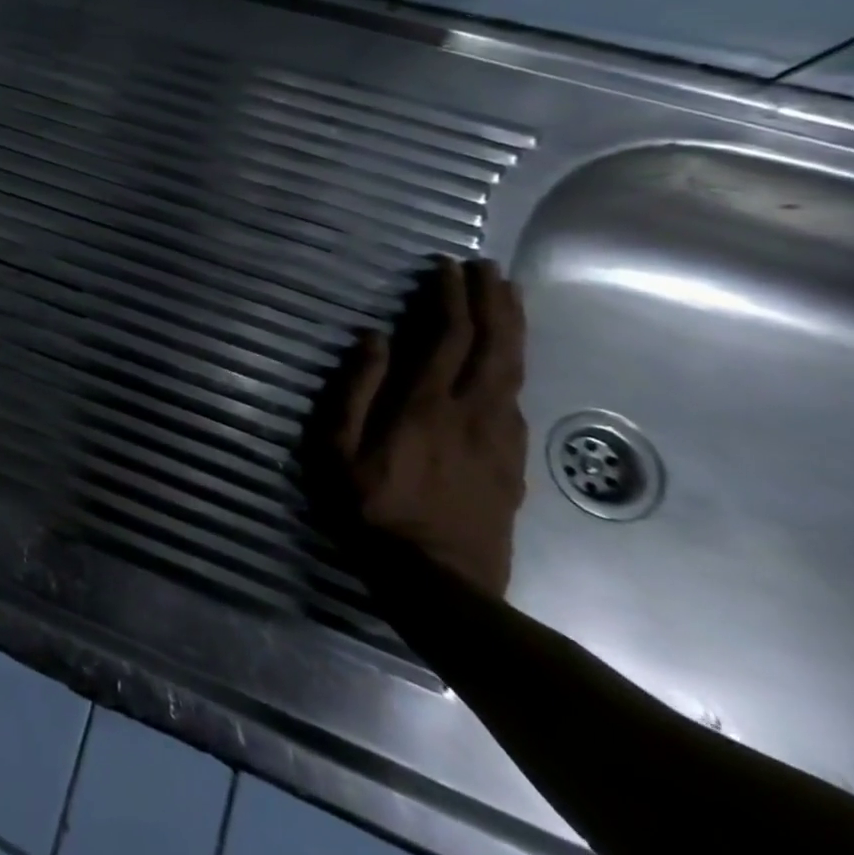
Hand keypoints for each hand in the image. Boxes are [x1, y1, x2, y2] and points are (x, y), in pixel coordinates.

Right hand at [327, 256, 528, 599]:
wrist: (442, 587)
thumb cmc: (372, 512)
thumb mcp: (337, 451)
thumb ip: (354, 390)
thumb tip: (374, 338)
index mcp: (425, 405)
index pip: (446, 336)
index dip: (451, 297)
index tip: (448, 267)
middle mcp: (472, 412)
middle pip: (494, 345)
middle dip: (493, 301)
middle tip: (489, 269)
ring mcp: (500, 439)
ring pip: (514, 370)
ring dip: (512, 329)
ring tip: (509, 298)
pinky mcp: (513, 464)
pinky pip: (517, 400)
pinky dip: (514, 367)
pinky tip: (506, 362)